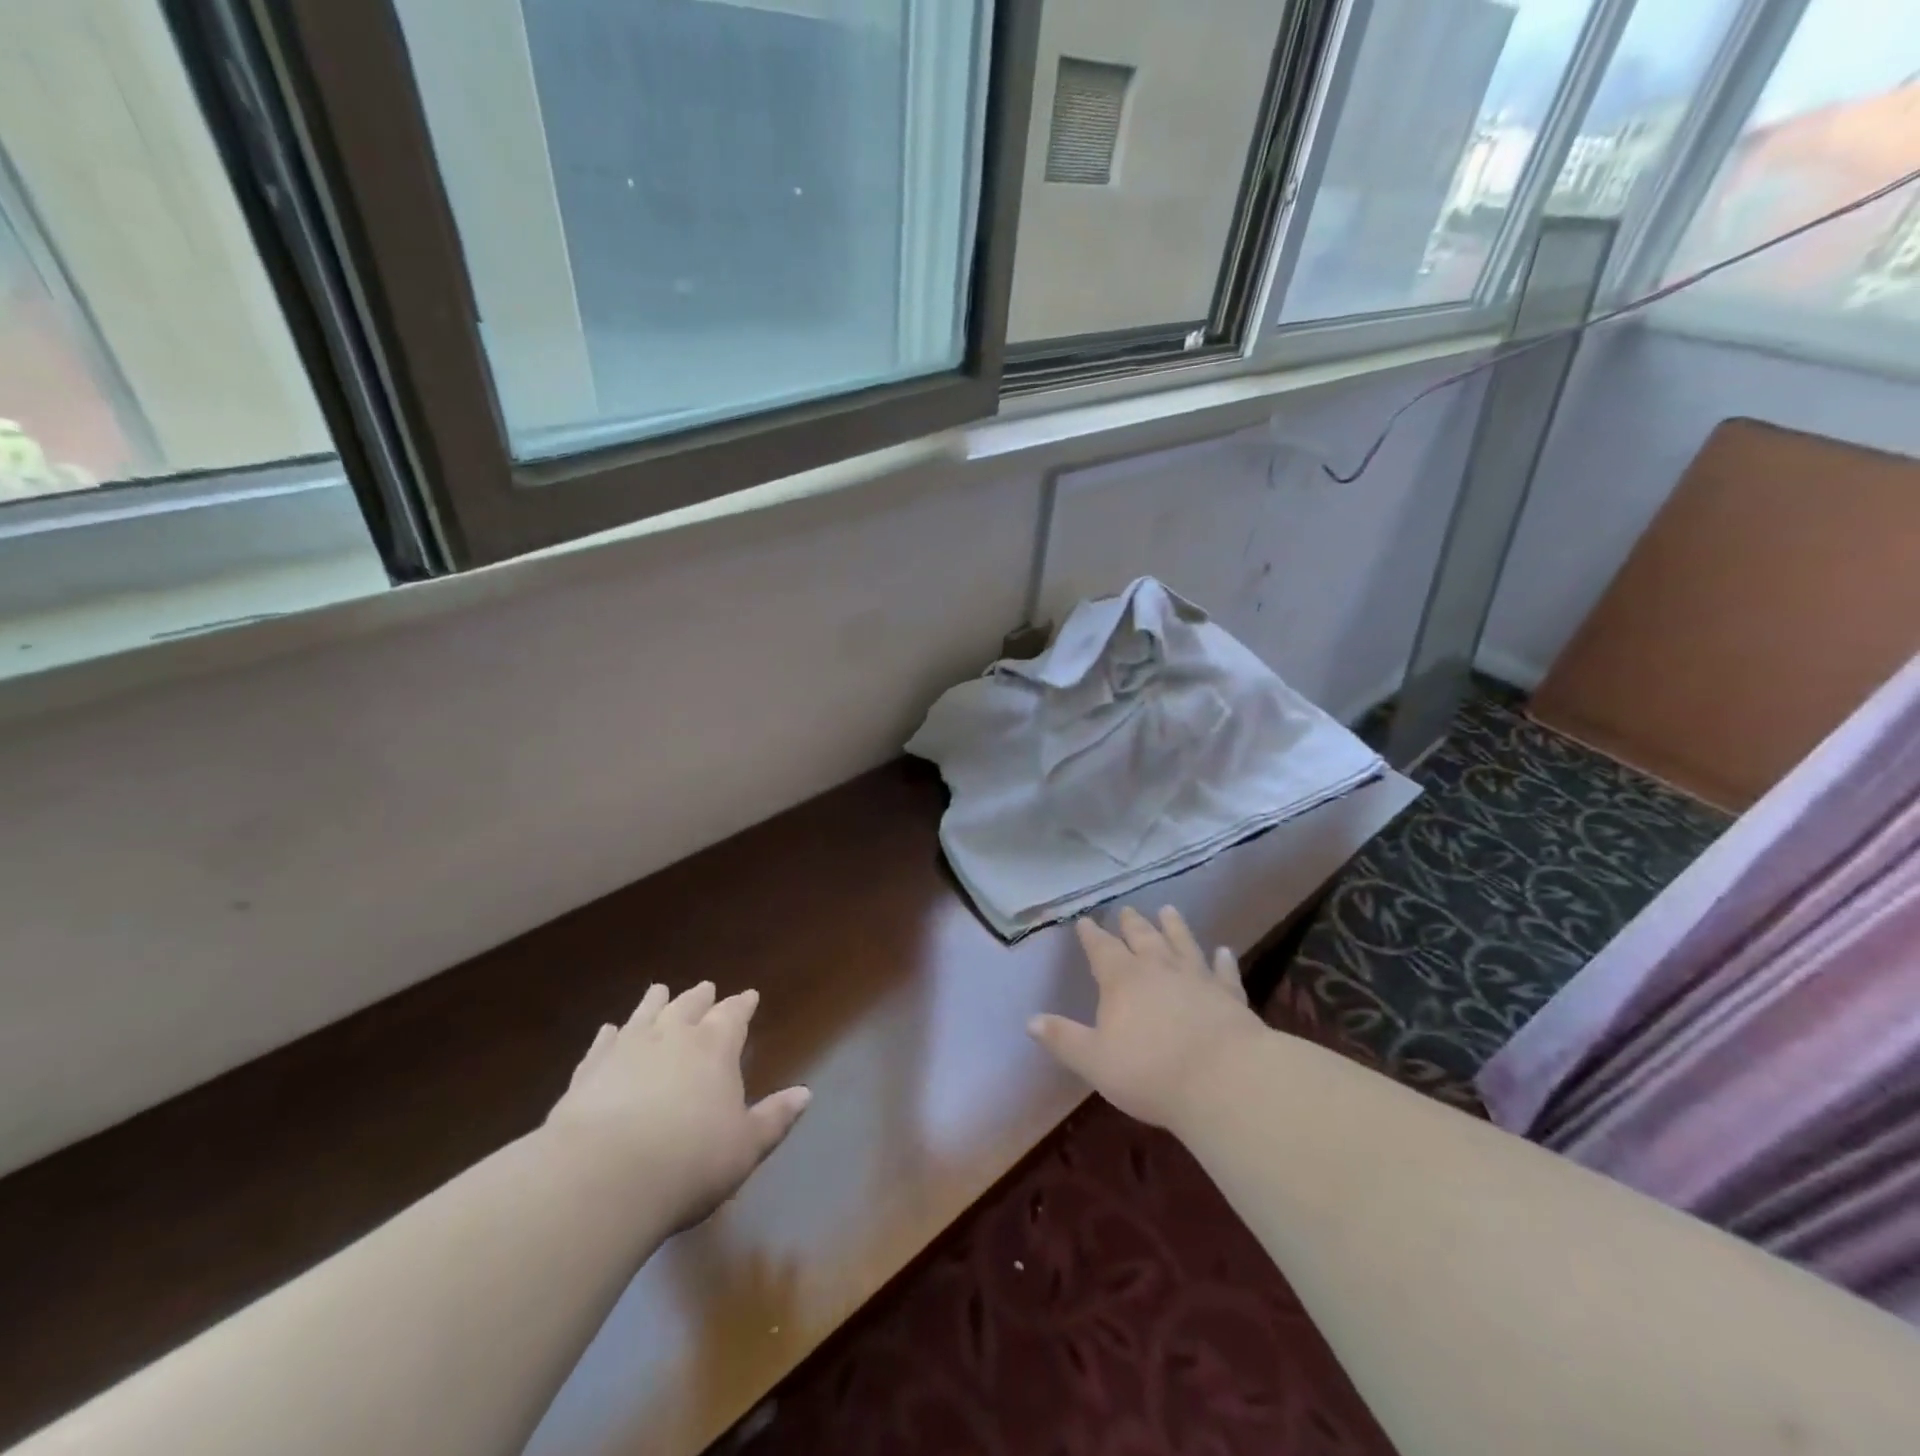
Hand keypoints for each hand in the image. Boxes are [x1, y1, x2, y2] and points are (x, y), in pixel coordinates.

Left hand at [545, 982, 810, 1231]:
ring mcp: (626, 1050)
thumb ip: (774, 1117)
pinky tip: (609, 1030)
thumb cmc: (690, 1161)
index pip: (733, 1015)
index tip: (750, 995)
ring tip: (659, 990)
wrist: (603, 1178)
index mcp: (715, 1047)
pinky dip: (609, 1034)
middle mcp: (672, 1037)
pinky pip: (603, 1044)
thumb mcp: (746, 1146)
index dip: (743, 1005)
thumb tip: (805, 1094)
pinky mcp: (588, 1072)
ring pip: (645, 1015)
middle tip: (706, 987)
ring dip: (655, 1002)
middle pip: (688, 1006)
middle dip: (701, 998)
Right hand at [1028, 906, 1265, 1129]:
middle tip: (1127, 910)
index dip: (1091, 935)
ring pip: (1182, 944)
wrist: (1223, 1079)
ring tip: (1168, 910)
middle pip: (1143, 938)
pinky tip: (1223, 951)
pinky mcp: (1229, 996)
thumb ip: (1063, 1038)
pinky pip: (1223, 972)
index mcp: (1122, 979)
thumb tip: (1030, 1021)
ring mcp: (1197, 979)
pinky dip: (1222, 961)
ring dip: (1174, 927)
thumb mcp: (1094, 1060)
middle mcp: (1158, 969)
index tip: (1085, 920)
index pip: (1102, 949)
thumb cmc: (1150, 1072)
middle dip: (1132, 924)